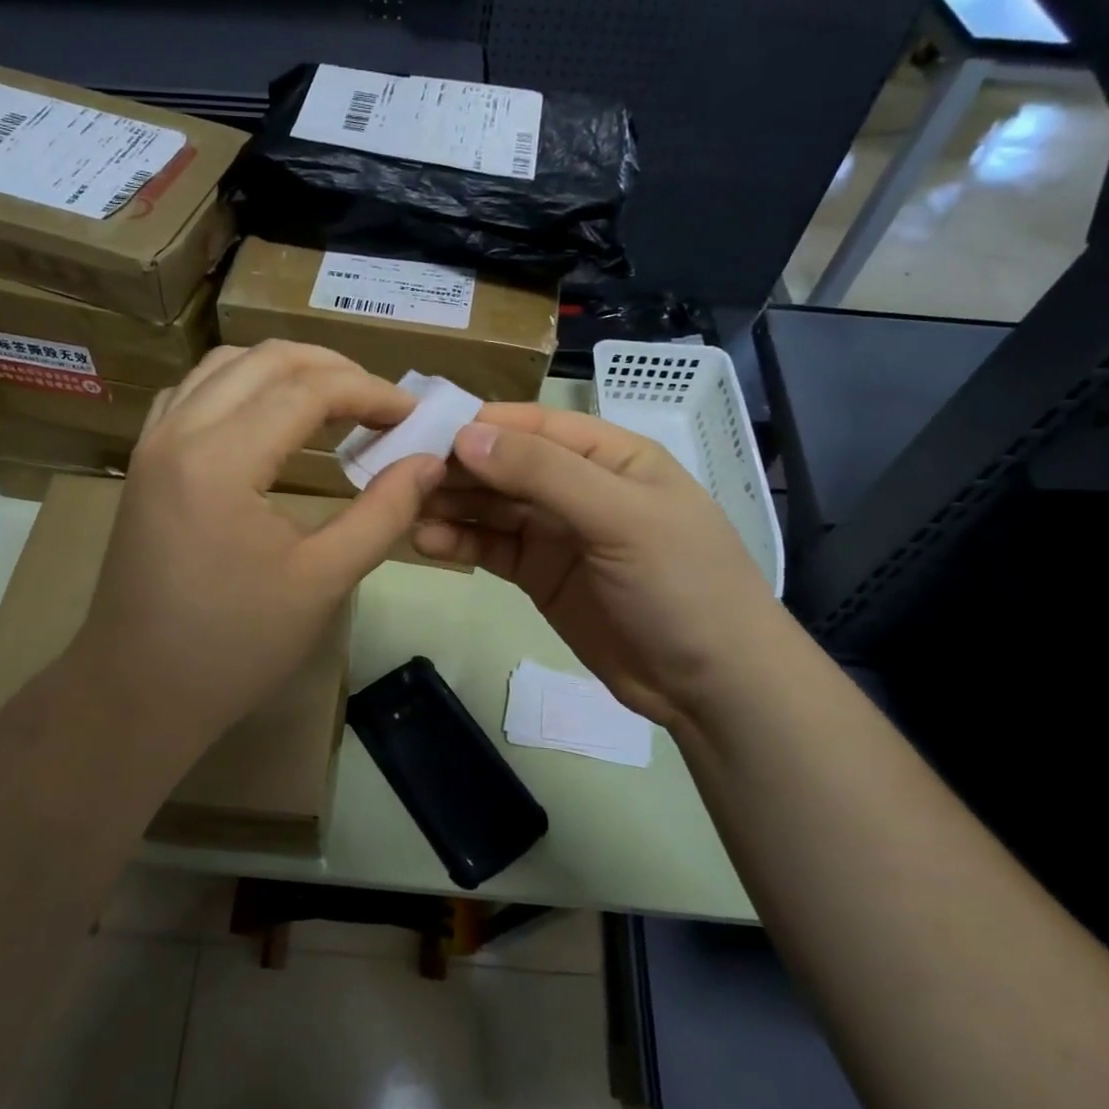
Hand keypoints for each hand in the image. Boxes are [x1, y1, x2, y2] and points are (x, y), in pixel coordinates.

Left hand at [66, 342, 443, 747]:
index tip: (413, 415)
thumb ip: (384, 513)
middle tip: (381, 403)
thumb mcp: (323, 581)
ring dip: (286, 370)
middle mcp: (178, 432)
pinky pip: (193, 392)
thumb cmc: (235, 647)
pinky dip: (240, 385)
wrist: (138, 693)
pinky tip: (267, 415)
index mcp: (221, 460)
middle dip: (334, 369)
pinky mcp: (143, 463)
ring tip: (335, 400)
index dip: (371, 393)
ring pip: (225, 365)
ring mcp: (152, 444)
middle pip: (266, 359)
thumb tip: (430, 462)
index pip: (309, 390)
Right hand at [412, 404, 779, 732]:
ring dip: (450, 504)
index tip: (421, 430)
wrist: (711, 684)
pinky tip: (425, 542)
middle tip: (397, 472)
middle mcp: (579, 486)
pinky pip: (491, 548)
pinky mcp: (539, 575)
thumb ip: (544, 474)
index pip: (535, 425)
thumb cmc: (681, 585)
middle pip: (506, 464)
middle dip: (456, 466)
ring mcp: (557, 533)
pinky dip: (459, 543)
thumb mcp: (620, 517)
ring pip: (492, 506)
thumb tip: (466, 435)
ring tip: (402, 506)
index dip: (481, 425)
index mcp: (610, 456)